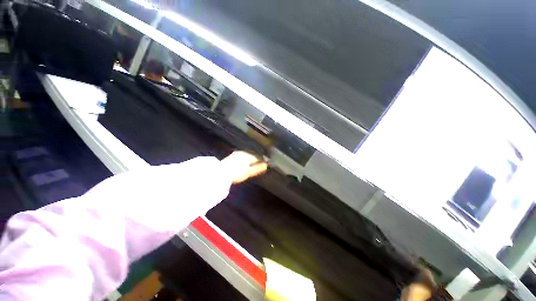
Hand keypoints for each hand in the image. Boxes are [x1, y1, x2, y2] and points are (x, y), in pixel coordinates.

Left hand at [221, 151, 267, 183]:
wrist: (220, 173)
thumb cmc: (236, 173)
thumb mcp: (248, 172)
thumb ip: (258, 168)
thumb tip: (266, 165)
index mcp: (247, 155)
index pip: (258, 156)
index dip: (262, 160)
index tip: (266, 163)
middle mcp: (242, 152)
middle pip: (252, 155)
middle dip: (257, 159)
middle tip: (261, 164)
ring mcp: (236, 154)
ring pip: (247, 156)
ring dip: (251, 159)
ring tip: (253, 165)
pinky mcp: (232, 157)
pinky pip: (242, 157)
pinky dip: (245, 160)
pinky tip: (245, 164)